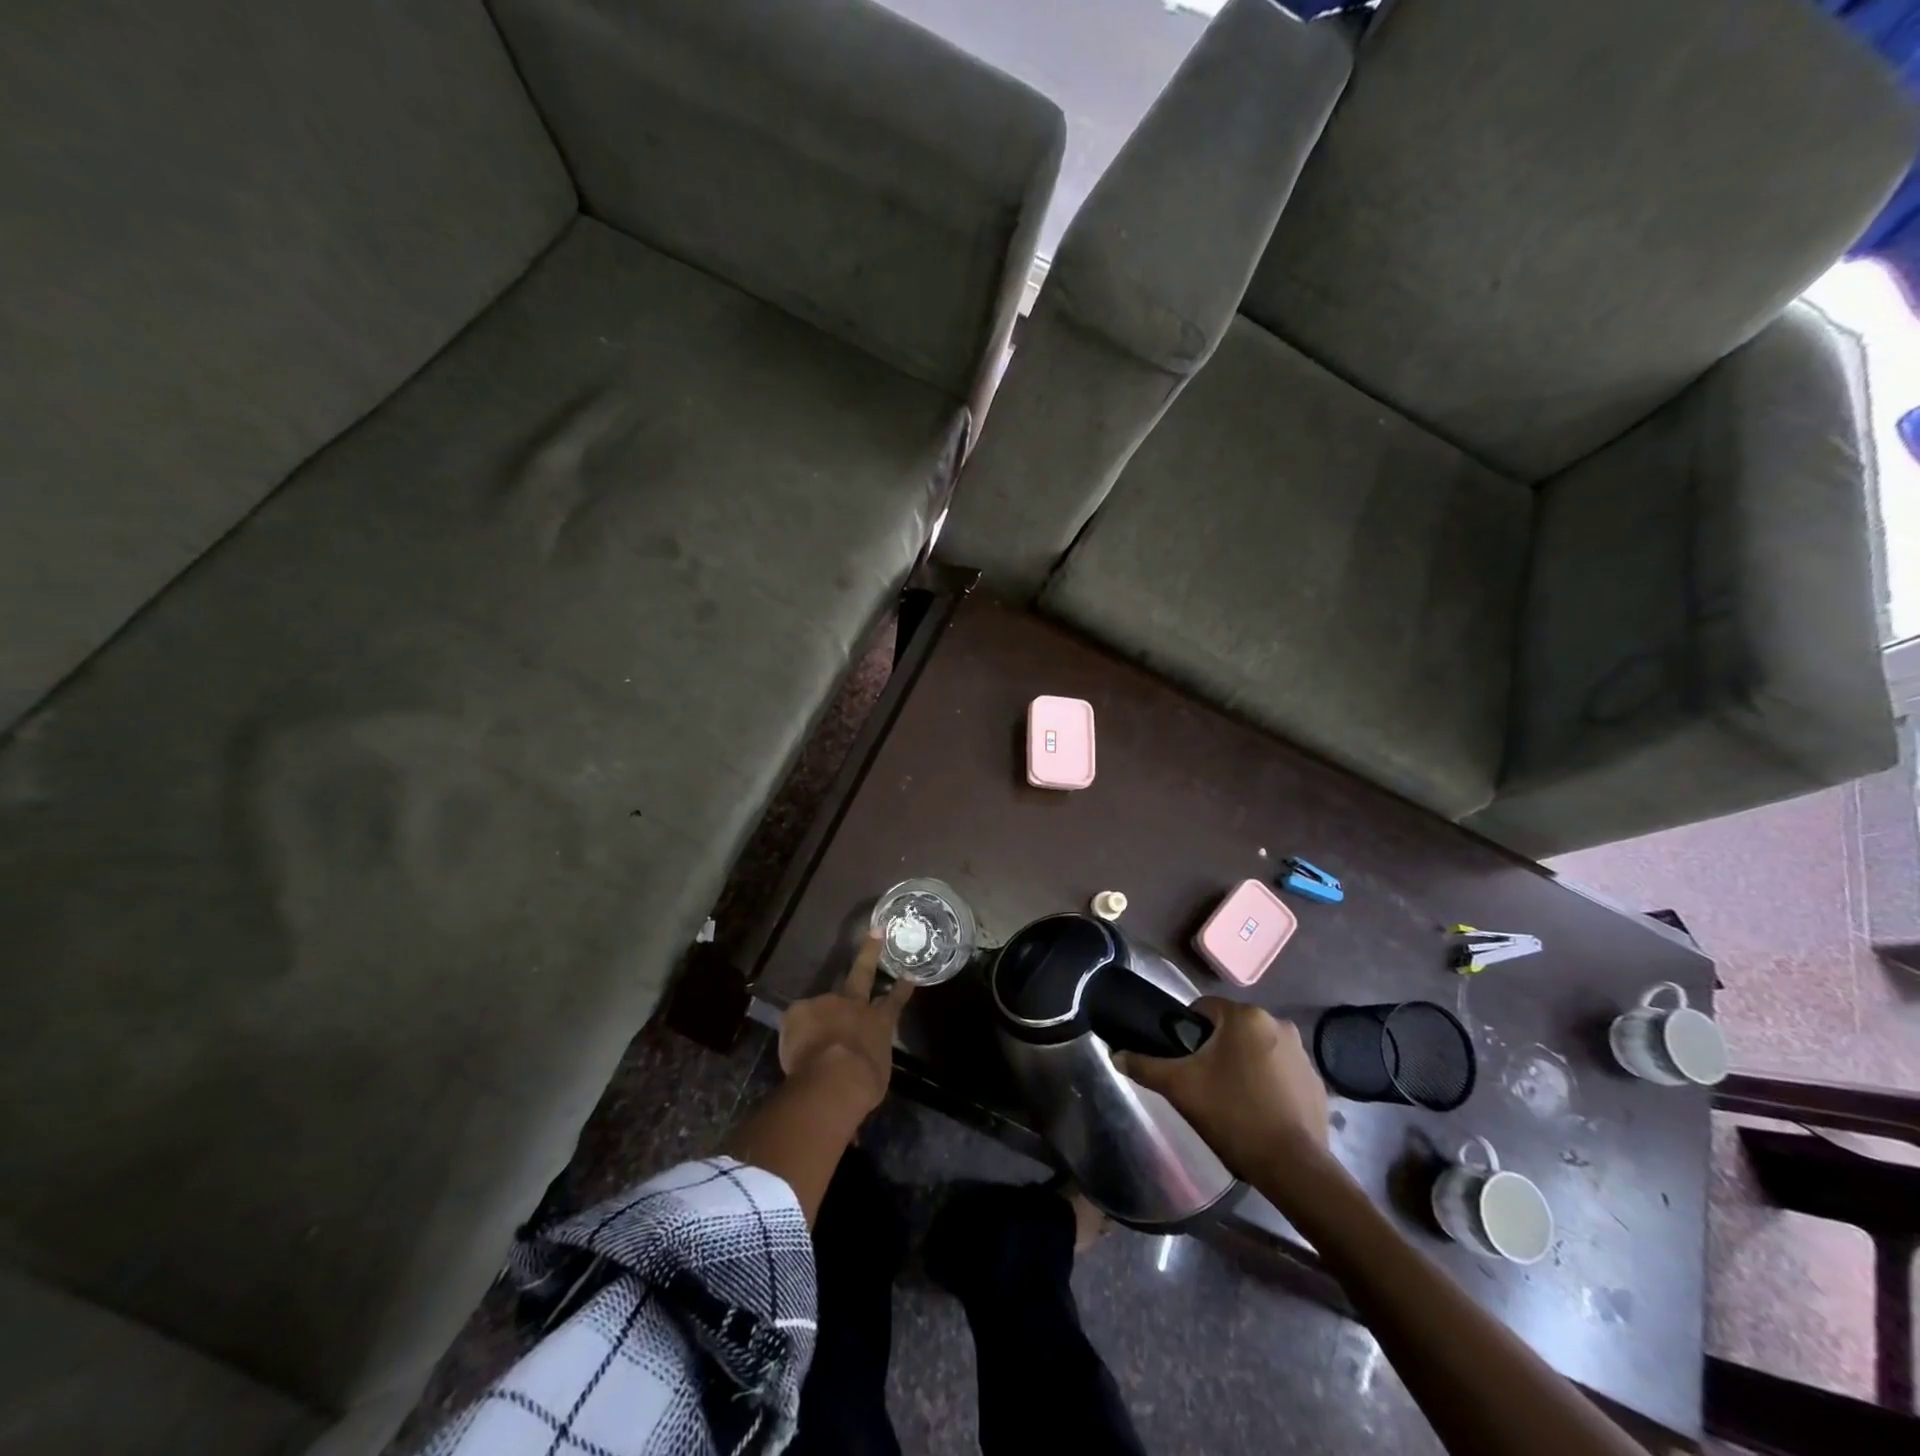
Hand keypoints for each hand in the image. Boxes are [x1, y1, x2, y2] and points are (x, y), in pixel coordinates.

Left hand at [778, 933, 911, 1116]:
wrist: (832, 1079)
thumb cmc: (863, 1081)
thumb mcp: (875, 1073)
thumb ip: (869, 1059)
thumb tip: (862, 1061)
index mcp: (879, 1022)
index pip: (893, 1001)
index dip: (901, 988)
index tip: (908, 974)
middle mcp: (855, 1005)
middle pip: (862, 973)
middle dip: (870, 952)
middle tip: (875, 931)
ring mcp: (826, 1003)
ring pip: (822, 1007)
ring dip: (820, 1019)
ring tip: (812, 1045)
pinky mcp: (799, 1010)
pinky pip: (797, 1021)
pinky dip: (797, 1033)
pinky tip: (795, 1050)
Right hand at [1116, 998, 1329, 1180]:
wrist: (1293, 1167)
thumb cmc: (1233, 1114)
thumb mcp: (1180, 1088)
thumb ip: (1145, 1066)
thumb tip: (1115, 1054)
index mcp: (1245, 1016)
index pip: (1203, 1009)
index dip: (1187, 1032)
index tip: (1183, 1060)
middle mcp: (1278, 1023)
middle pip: (1232, 1028)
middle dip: (1216, 1049)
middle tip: (1202, 1082)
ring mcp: (1303, 1053)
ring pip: (1257, 1048)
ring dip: (1243, 1063)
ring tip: (1231, 1099)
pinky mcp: (1317, 1081)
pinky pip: (1281, 1071)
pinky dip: (1268, 1082)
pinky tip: (1259, 1111)